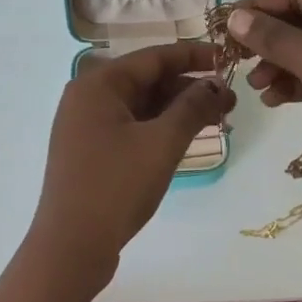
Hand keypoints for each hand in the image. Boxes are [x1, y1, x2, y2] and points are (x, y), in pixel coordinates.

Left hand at [29, 41, 233, 282]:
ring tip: (218, 120)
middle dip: (189, 87)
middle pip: (146, 80)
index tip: (227, 59)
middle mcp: (87, 98)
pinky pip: (131, 127)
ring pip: (140, 106)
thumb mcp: (162, 143)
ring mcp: (86, 127)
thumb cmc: (116, 186)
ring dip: (177, 110)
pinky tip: (188, 138)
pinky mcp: (90, 152)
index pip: (153, 57)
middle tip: (230, 101)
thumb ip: (192, 107)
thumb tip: (216, 84)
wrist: (71, 246)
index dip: (193, 55)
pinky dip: (159, 128)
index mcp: (98, 84)